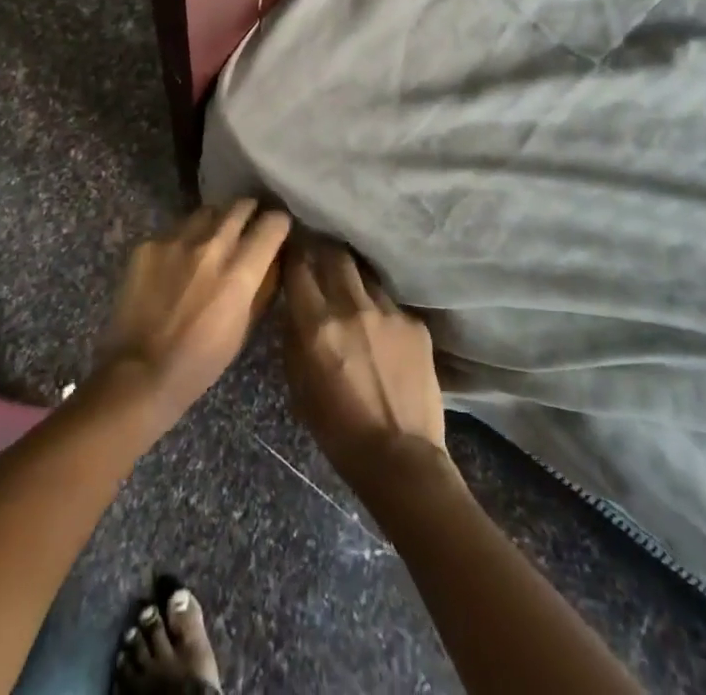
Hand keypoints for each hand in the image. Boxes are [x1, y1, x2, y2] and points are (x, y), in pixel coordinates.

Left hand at [97, 199, 291, 430]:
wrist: (140, 373)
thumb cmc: (201, 360)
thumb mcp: (245, 327)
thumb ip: (263, 285)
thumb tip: (276, 255)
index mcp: (240, 272)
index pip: (273, 223)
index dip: (279, 224)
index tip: (277, 230)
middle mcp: (211, 246)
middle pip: (241, 205)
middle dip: (250, 212)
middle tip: (248, 226)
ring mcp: (176, 241)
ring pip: (208, 211)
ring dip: (217, 221)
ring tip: (213, 239)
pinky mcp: (148, 244)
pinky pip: (176, 229)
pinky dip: (184, 239)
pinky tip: (178, 261)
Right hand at [282, 241, 450, 493]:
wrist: (401, 458)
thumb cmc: (339, 432)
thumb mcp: (299, 388)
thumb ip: (293, 340)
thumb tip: (294, 309)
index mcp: (317, 325)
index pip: (299, 267)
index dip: (293, 252)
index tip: (291, 247)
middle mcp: (351, 306)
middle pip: (334, 254)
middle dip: (324, 249)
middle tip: (319, 251)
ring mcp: (387, 311)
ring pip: (364, 273)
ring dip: (352, 275)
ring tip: (349, 282)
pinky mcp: (414, 322)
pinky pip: (390, 302)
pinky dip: (379, 307)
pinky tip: (380, 324)